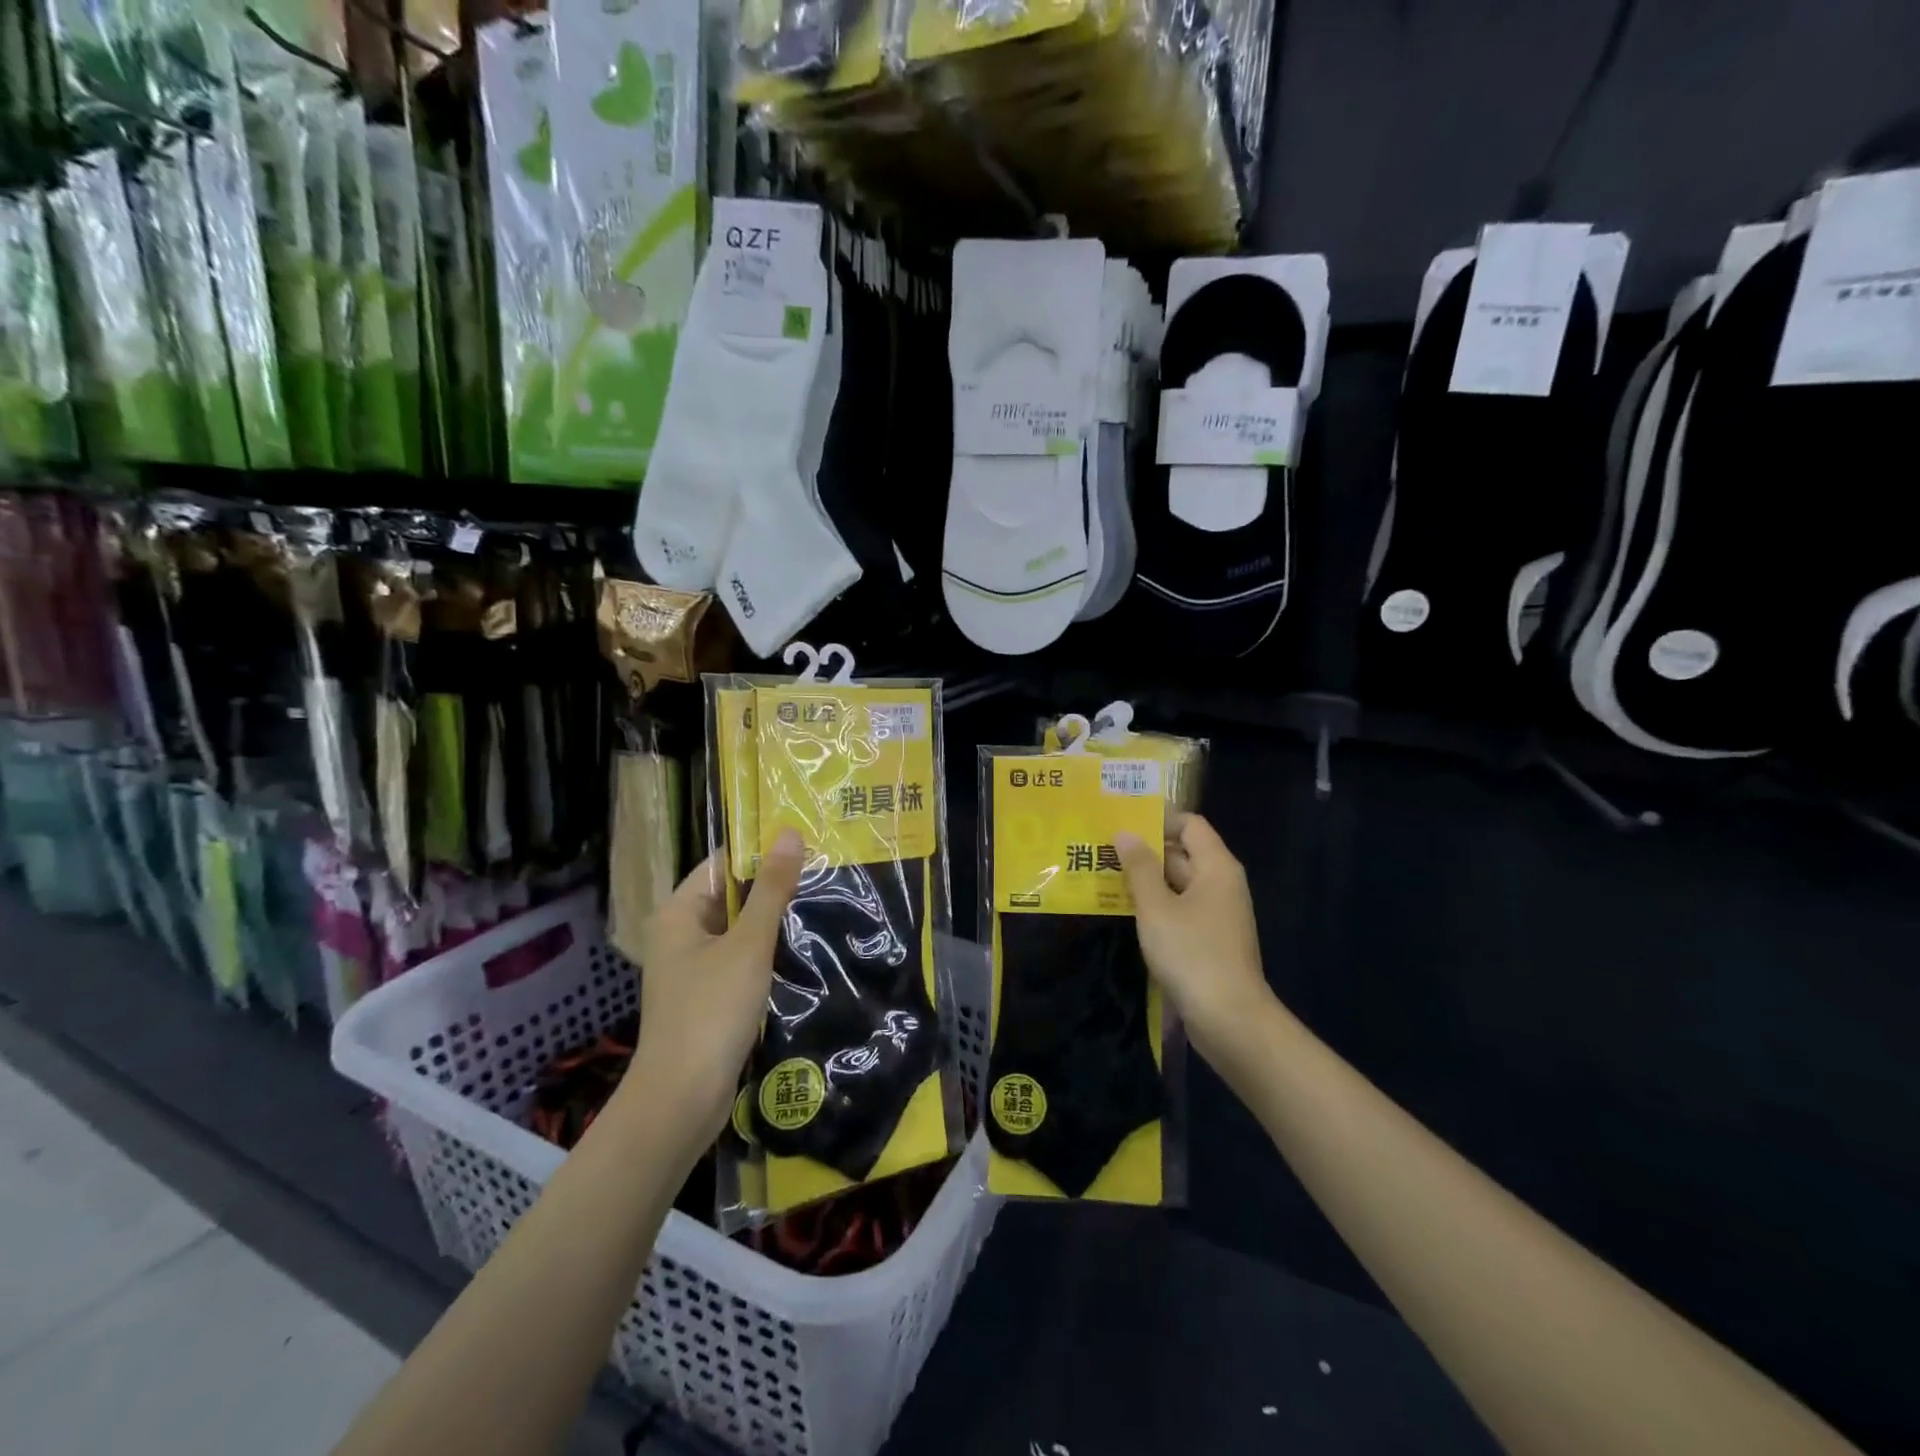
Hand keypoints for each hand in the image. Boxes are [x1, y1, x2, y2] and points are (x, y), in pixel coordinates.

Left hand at [628, 828, 804, 1147]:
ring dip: (772, 920)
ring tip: (821, 902)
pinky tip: (801, 949)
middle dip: (772, 885)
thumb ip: (771, 889)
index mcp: (679, 912)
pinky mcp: (705, 996)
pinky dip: (764, 951)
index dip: (760, 850)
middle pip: (729, 895)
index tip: (806, 841)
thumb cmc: (711, 1011)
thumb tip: (790, 833)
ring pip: (737, 929)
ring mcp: (691, 967)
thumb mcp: (749, 944)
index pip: (722, 863)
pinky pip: (738, 958)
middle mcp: (679, 933)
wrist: (681, 1100)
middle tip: (824, 870)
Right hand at [1114, 814, 1273, 1062]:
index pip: (1190, 824)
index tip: (1121, 819)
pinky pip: (1179, 909)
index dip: (1158, 818)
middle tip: (1102, 847)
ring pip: (1178, 884)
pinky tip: (1125, 910)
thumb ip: (1139, 867)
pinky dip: (1155, 905)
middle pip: (1183, 853)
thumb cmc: (1192, 953)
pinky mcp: (1209, 940)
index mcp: (1216, 867)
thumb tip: (1125, 832)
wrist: (1229, 1020)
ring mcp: (1216, 914)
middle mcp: (1221, 884)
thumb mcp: (1157, 907)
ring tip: (1104, 874)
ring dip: (1146, 879)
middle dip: (1145, 850)